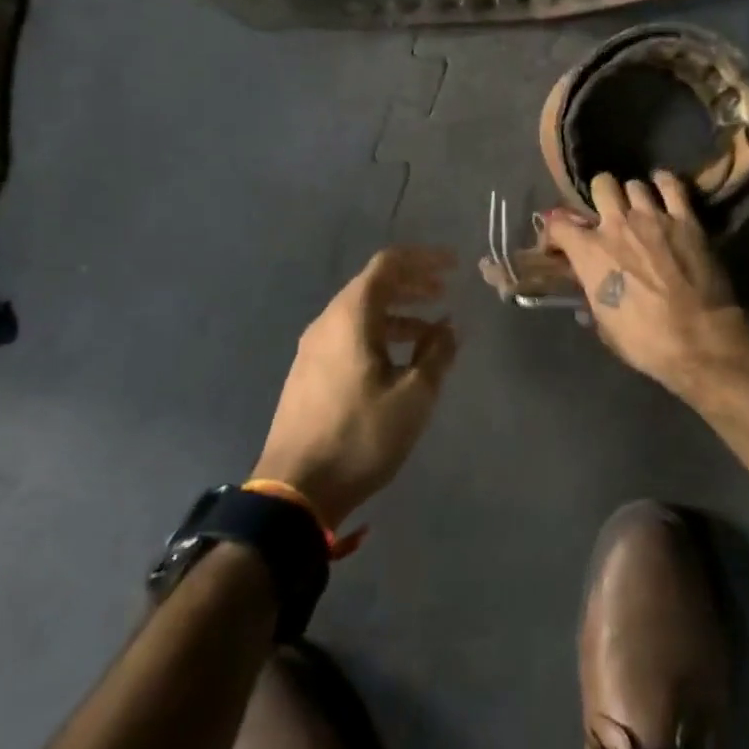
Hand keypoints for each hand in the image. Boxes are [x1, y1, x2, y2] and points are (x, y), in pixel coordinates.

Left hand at [252, 247, 458, 528]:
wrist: (294, 489)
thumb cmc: (360, 435)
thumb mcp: (413, 396)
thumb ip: (436, 354)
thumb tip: (449, 326)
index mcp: (351, 316)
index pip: (388, 264)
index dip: (423, 259)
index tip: (454, 265)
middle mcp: (328, 322)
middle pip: (373, 285)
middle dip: (412, 284)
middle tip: (444, 292)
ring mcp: (313, 348)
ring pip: (362, 313)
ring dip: (398, 313)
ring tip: (430, 331)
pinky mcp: (309, 373)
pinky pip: (350, 335)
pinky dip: (380, 334)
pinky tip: (399, 360)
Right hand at [540, 172, 748, 396]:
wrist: (699, 340)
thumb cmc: (645, 341)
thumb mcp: (604, 324)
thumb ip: (592, 296)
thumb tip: (588, 291)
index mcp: (589, 251)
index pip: (557, 223)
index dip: (556, 230)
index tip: (561, 242)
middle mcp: (616, 224)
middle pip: (601, 185)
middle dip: (601, 197)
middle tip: (608, 215)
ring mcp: (653, 217)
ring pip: (634, 184)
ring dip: (633, 196)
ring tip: (640, 209)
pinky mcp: (686, 219)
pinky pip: (672, 185)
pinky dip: (665, 184)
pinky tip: (664, 190)